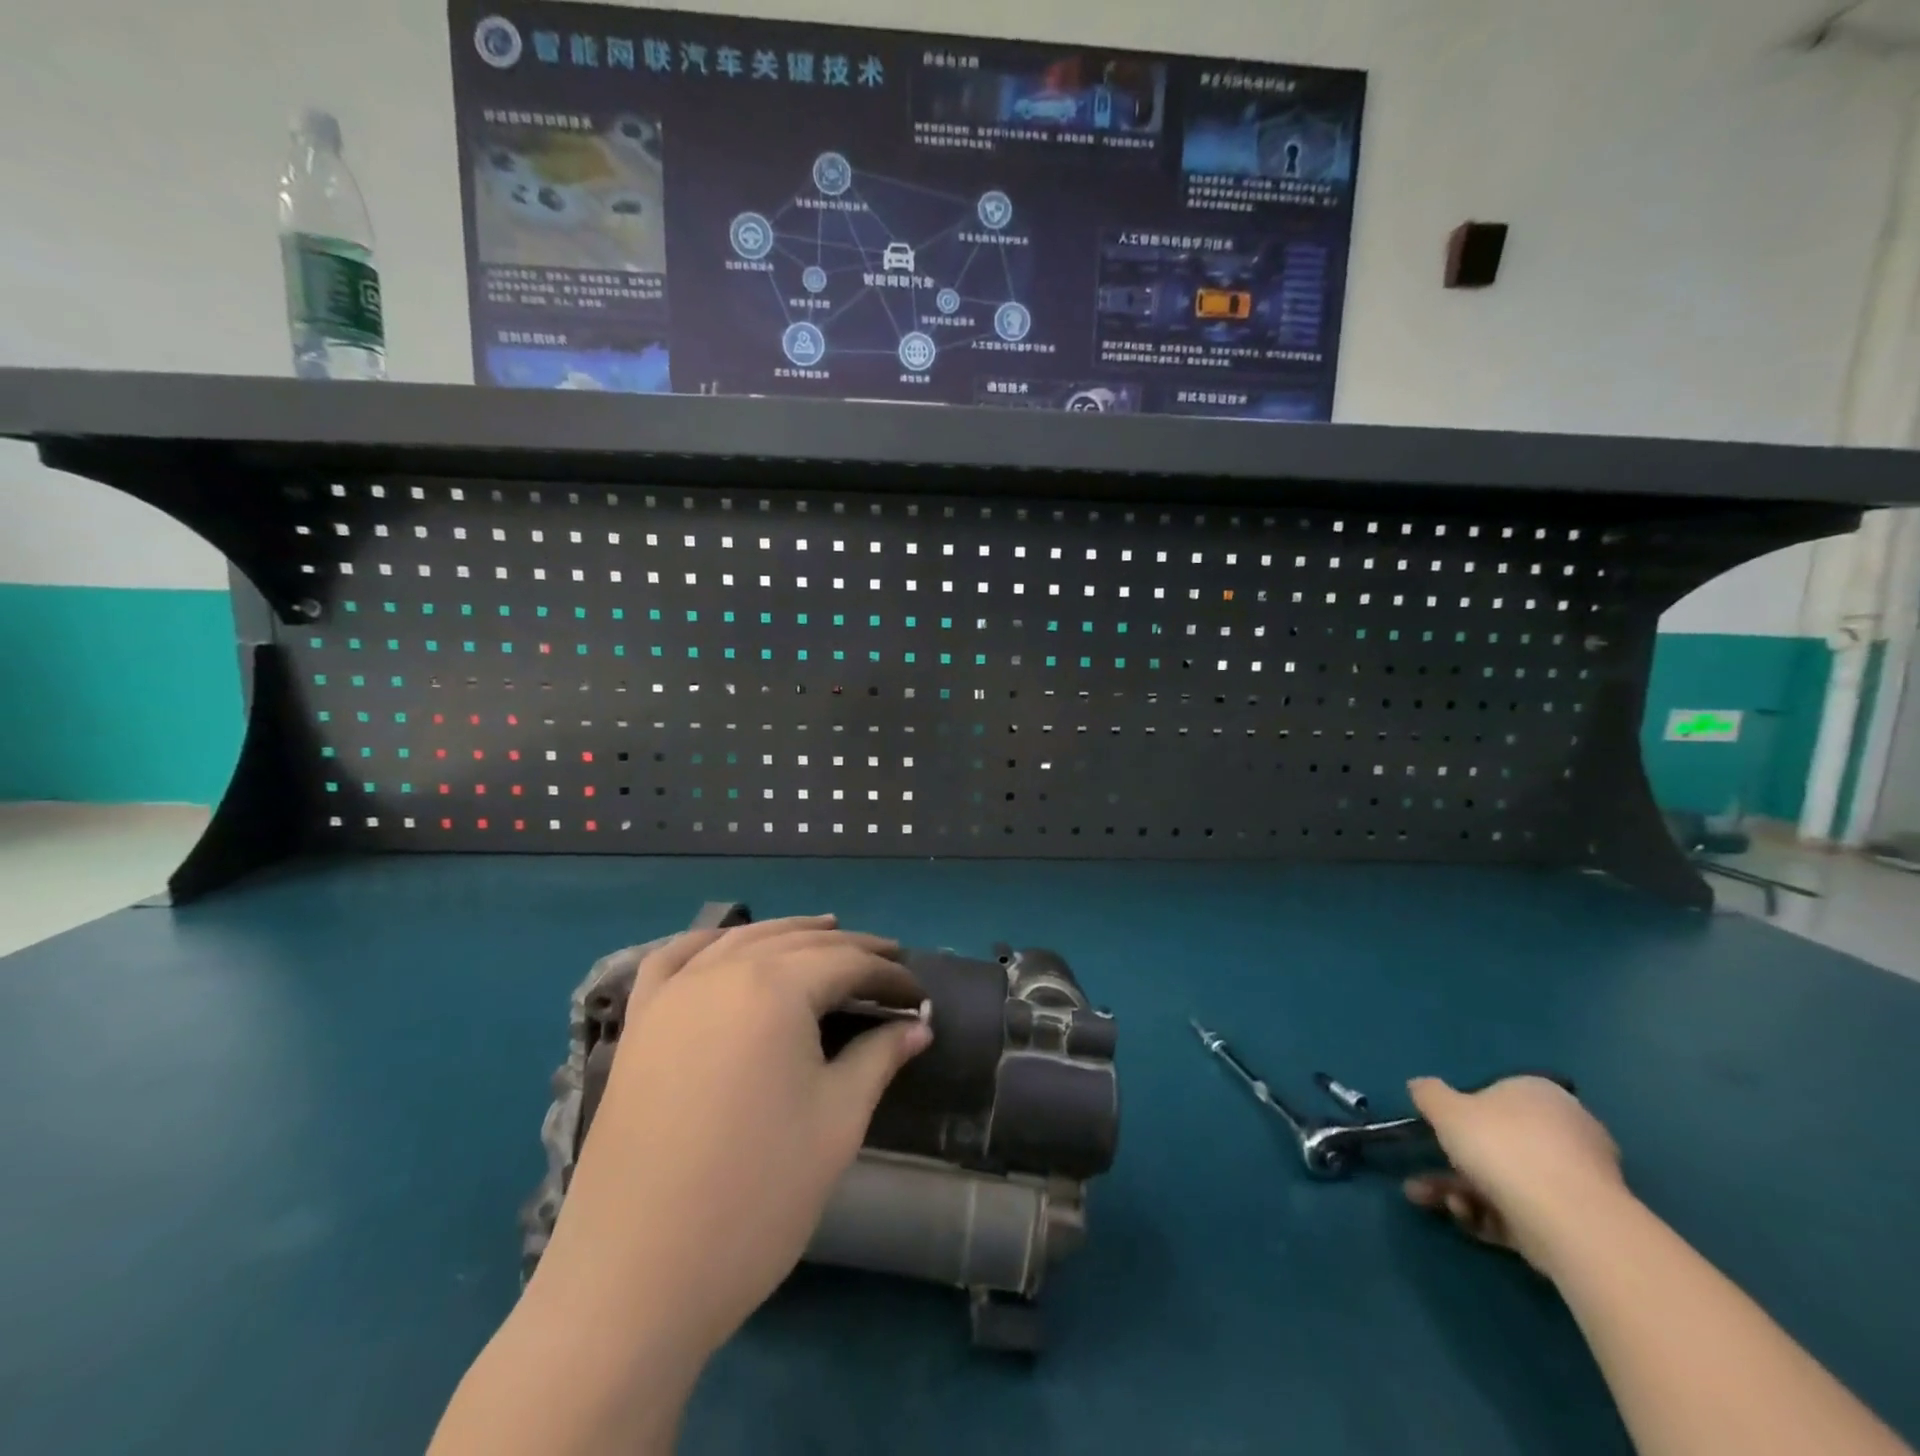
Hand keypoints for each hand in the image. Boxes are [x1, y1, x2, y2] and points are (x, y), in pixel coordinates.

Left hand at [533, 915, 930, 1362]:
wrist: (635, 1278)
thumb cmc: (755, 1196)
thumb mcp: (836, 1122)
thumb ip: (878, 1058)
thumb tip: (917, 1026)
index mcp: (774, 989)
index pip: (846, 963)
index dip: (888, 974)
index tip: (916, 993)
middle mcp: (721, 973)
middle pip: (797, 943)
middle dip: (849, 949)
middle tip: (886, 961)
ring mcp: (671, 996)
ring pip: (740, 941)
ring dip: (787, 934)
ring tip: (825, 935)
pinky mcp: (638, 1025)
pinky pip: (673, 960)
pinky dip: (708, 942)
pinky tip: (726, 946)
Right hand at [1402, 1075, 1623, 1274]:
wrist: (1568, 1221)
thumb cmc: (1502, 1146)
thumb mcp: (1445, 1109)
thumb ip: (1429, 1094)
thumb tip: (1421, 1086)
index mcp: (1538, 1093)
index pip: (1496, 1096)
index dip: (1462, 1114)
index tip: (1437, 1132)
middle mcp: (1564, 1130)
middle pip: (1497, 1144)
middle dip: (1452, 1163)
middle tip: (1420, 1178)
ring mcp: (1575, 1179)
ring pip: (1505, 1181)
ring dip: (1460, 1191)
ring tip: (1429, 1202)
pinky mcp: (1578, 1222)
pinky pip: (1524, 1211)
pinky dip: (1490, 1215)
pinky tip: (1466, 1220)